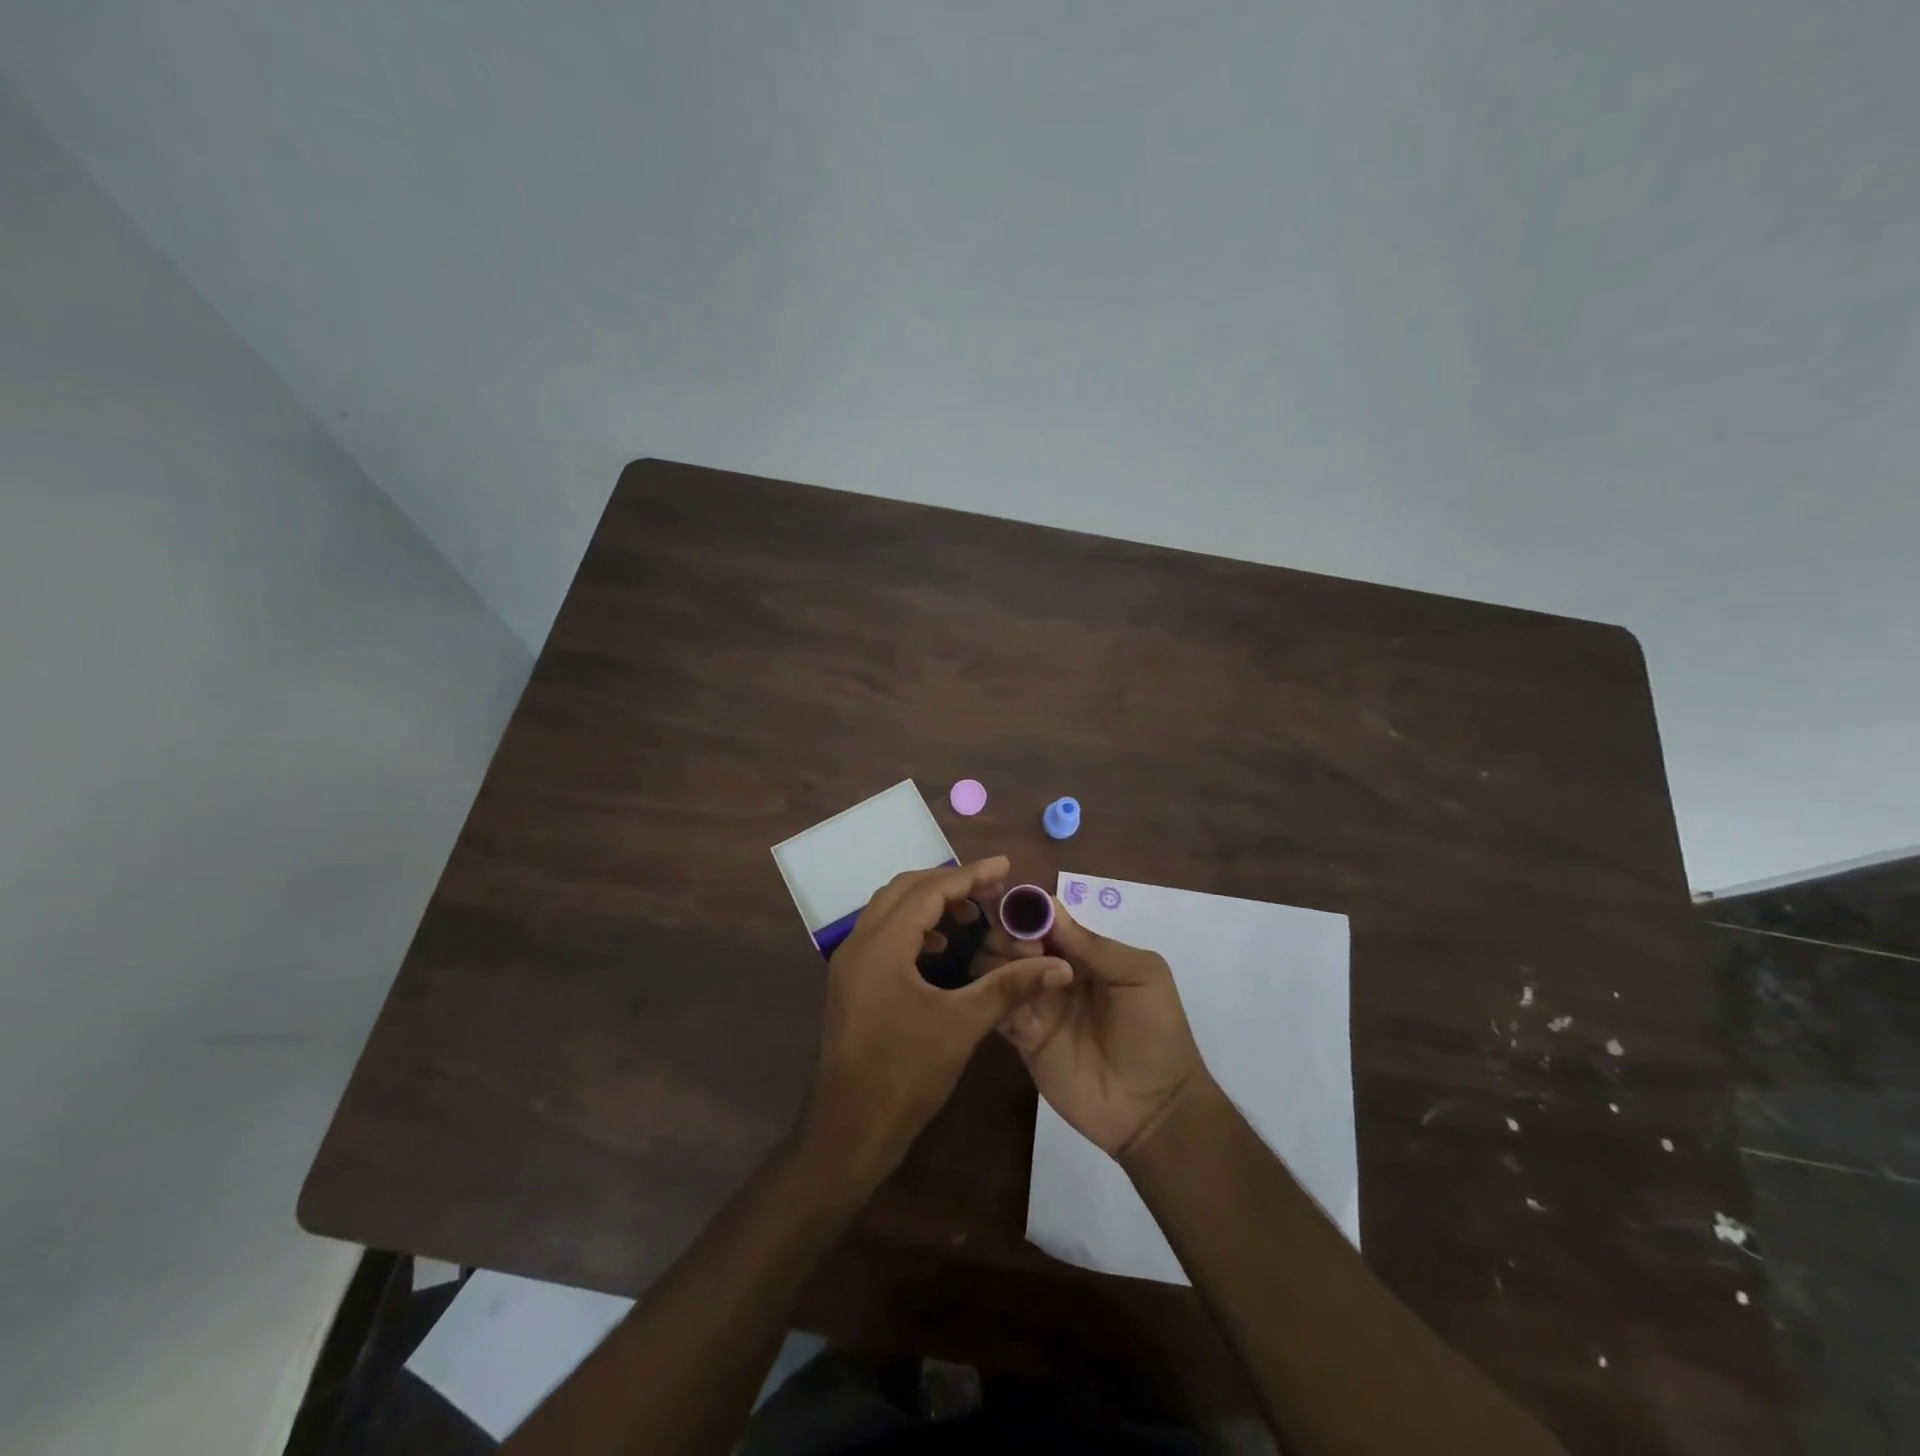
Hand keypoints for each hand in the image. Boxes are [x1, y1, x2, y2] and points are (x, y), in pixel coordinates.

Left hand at [802, 857, 1072, 1184]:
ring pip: (890, 911)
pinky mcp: (851, 984)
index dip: (970, 876)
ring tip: (970, 915)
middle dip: (949, 883)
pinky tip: (940, 949)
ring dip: (929, 904)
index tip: (1006, 867)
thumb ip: (1009, 988)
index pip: (929, 891)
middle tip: (991, 890)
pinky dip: (914, 929)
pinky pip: (883, 935)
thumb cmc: (904, 1075)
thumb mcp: (961, 1026)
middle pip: (904, 890)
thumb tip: (1059, 966)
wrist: (848, 1132)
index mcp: (881, 946)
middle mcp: (858, 944)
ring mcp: (849, 965)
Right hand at [988, 899, 1206, 1160]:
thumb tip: (1047, 908)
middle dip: (1010, 932)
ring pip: (997, 968)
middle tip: (1027, 948)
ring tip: (1023, 970)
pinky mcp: (1022, 1037)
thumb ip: (1094, 944)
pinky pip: (997, 1007)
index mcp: (1082, 951)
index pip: (1044, 918)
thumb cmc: (1157, 1032)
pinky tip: (1013, 998)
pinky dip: (996, 995)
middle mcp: (1052, 970)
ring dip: (1000, 959)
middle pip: (1012, 938)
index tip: (1017, 910)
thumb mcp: (1140, 975)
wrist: (1155, 1108)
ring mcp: (1035, 1003)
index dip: (1026, 909)